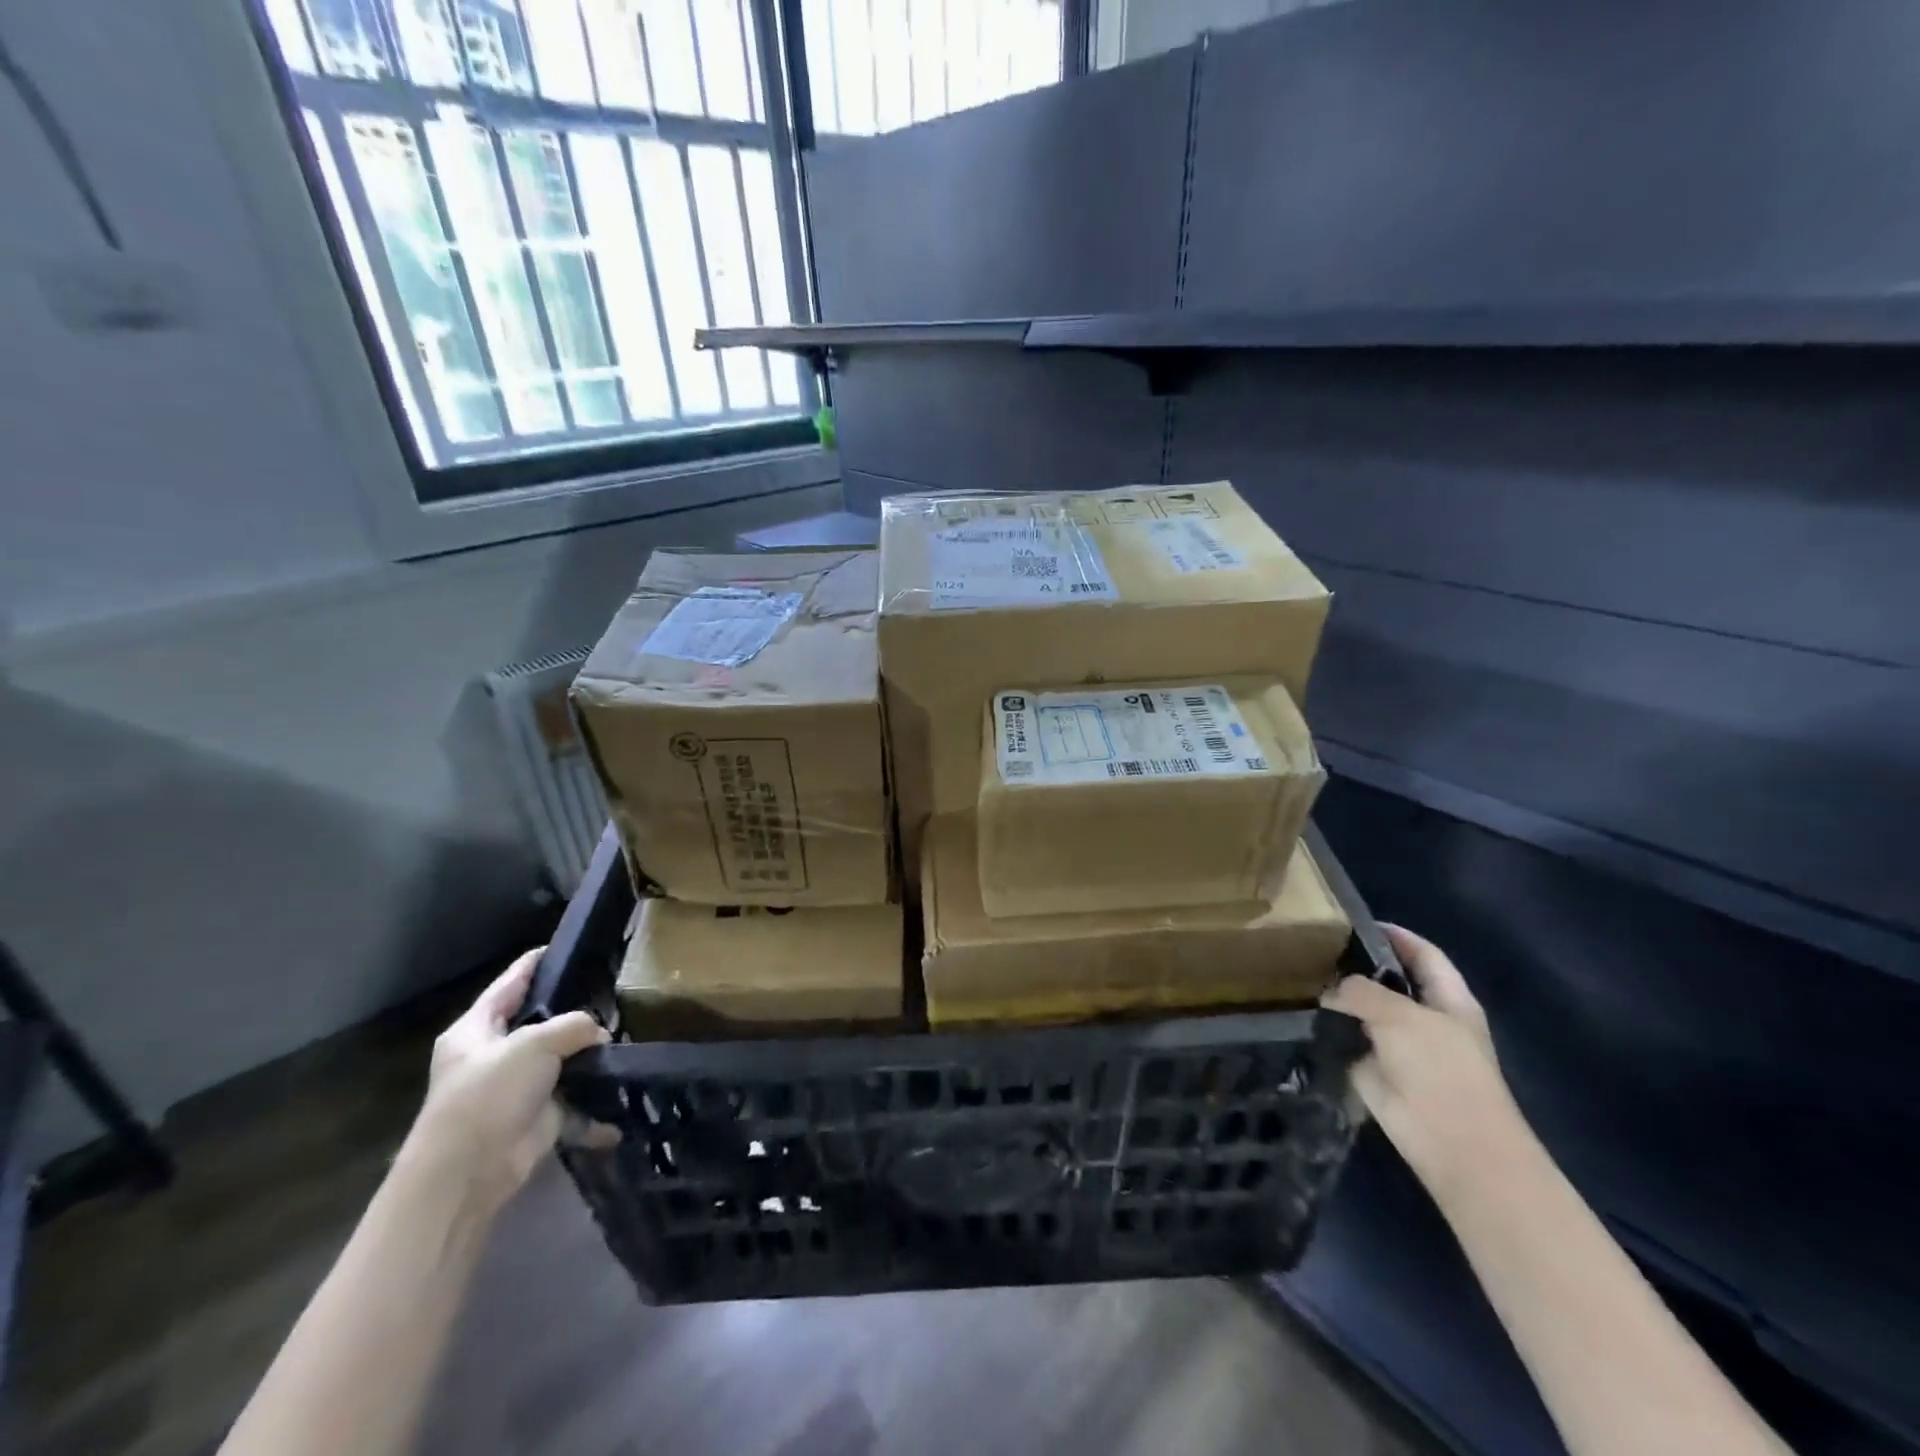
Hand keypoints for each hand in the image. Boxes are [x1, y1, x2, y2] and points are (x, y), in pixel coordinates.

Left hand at [405, 948, 610, 1210]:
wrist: (468, 1173)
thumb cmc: (489, 1093)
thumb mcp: (534, 1044)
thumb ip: (573, 1026)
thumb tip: (601, 1034)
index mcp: (476, 1030)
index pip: (509, 984)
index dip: (535, 963)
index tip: (565, 946)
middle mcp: (494, 1056)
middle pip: (539, 1024)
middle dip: (574, 1014)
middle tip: (613, 995)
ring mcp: (516, 1089)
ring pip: (561, 1063)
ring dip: (590, 1060)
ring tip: (626, 1039)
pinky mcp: (536, 1120)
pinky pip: (575, 1107)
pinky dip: (596, 1110)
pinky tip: (623, 1102)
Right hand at [1321, 925, 1526, 1198]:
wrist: (1452, 1144)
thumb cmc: (1442, 1071)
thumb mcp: (1401, 1017)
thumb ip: (1362, 992)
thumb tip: (1329, 989)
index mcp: (1449, 999)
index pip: (1423, 954)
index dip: (1395, 935)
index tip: (1352, 920)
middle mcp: (1425, 1018)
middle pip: (1390, 981)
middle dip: (1357, 965)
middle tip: (1313, 946)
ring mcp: (1400, 1046)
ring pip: (1366, 1012)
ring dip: (1339, 999)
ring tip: (1299, 974)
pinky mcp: (1376, 1071)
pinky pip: (1348, 1041)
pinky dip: (1329, 1029)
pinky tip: (1300, 1012)